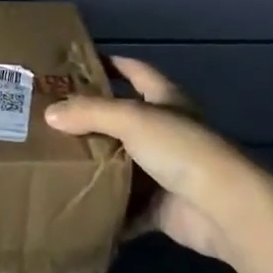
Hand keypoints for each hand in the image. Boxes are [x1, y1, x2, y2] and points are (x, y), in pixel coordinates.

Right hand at [46, 56, 243, 263]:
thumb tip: (50, 113)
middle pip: (122, 118)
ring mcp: (164, 170)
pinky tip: (75, 205)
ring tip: (52, 160)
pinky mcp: (160, 206)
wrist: (223, 209)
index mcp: (165, 99)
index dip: (109, 63)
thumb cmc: (181, 148)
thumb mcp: (131, 119)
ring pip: (121, 163)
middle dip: (90, 119)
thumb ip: (90, 113)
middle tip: (49, 117)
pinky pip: (126, 206)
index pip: (134, 70)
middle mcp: (165, 130)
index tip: (74, 63)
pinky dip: (106, 209)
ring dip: (95, 165)